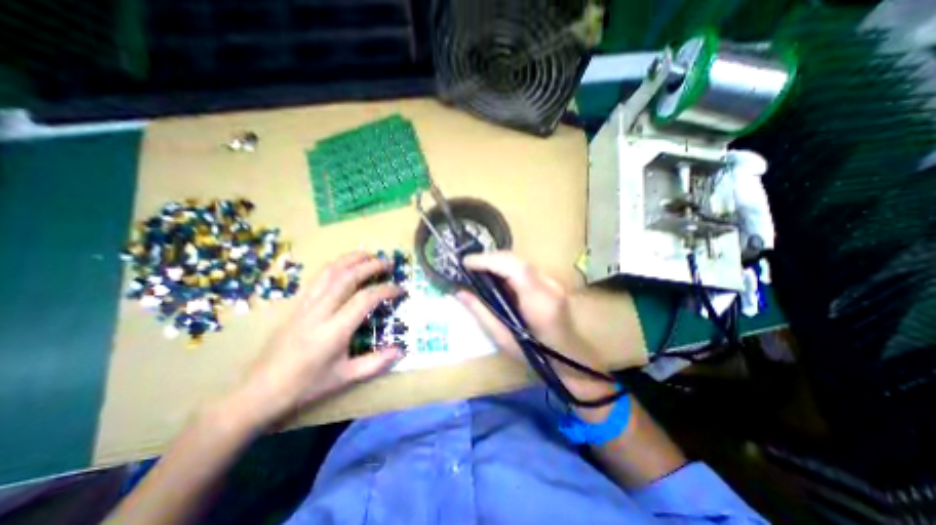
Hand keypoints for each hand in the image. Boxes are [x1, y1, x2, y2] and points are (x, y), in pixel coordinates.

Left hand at [228, 250, 406, 429]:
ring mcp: (304, 305)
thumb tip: (401, 350)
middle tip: (389, 263)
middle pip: (347, 277)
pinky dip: (335, 265)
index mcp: (334, 331)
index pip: (365, 299)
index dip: (386, 290)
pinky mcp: (296, 304)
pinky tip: (345, 266)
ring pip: (329, 271)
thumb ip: (376, 363)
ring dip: (352, 259)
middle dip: (371, 265)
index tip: (401, 289)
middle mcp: (319, 312)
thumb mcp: (345, 377)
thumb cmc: (306, 385)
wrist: (259, 391)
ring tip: (369, 255)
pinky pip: (317, 278)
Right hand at [458, 252, 619, 415]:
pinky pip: (525, 268)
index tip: (466, 262)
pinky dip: (507, 267)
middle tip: (469, 265)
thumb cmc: (537, 356)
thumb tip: (460, 293)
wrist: (572, 359)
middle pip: (517, 260)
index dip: (488, 260)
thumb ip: (482, 313)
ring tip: (478, 269)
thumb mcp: (504, 339)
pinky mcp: (552, 283)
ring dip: (498, 261)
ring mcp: (553, 282)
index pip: (515, 268)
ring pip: (521, 261)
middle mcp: (549, 286)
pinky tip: (496, 276)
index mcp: (539, 302)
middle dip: (490, 258)